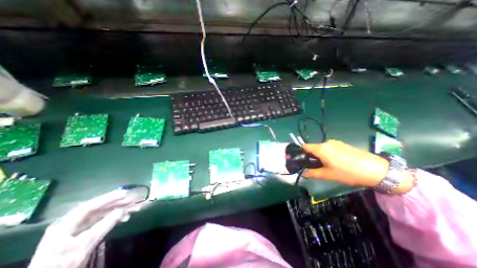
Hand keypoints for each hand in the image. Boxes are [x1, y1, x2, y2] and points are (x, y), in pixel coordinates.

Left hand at [28, 189, 140, 267]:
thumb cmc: (64, 263)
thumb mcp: (86, 243)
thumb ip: (105, 224)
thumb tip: (122, 210)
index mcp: (66, 223)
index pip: (91, 205)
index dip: (109, 198)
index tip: (125, 193)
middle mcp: (70, 223)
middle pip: (97, 209)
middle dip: (116, 204)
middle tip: (132, 200)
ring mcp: (75, 229)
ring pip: (100, 214)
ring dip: (117, 210)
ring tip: (132, 208)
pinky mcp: (80, 235)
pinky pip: (100, 221)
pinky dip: (112, 218)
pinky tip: (123, 218)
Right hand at [303, 140, 415, 192]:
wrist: (376, 169)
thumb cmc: (348, 172)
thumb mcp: (328, 175)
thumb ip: (313, 173)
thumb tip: (304, 173)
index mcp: (320, 148)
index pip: (304, 146)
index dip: (302, 153)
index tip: (304, 161)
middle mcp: (326, 143)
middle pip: (313, 147)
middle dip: (312, 156)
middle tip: (318, 167)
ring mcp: (336, 142)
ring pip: (322, 148)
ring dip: (321, 155)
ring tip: (329, 166)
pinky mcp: (343, 144)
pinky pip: (330, 148)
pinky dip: (329, 154)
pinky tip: (338, 162)